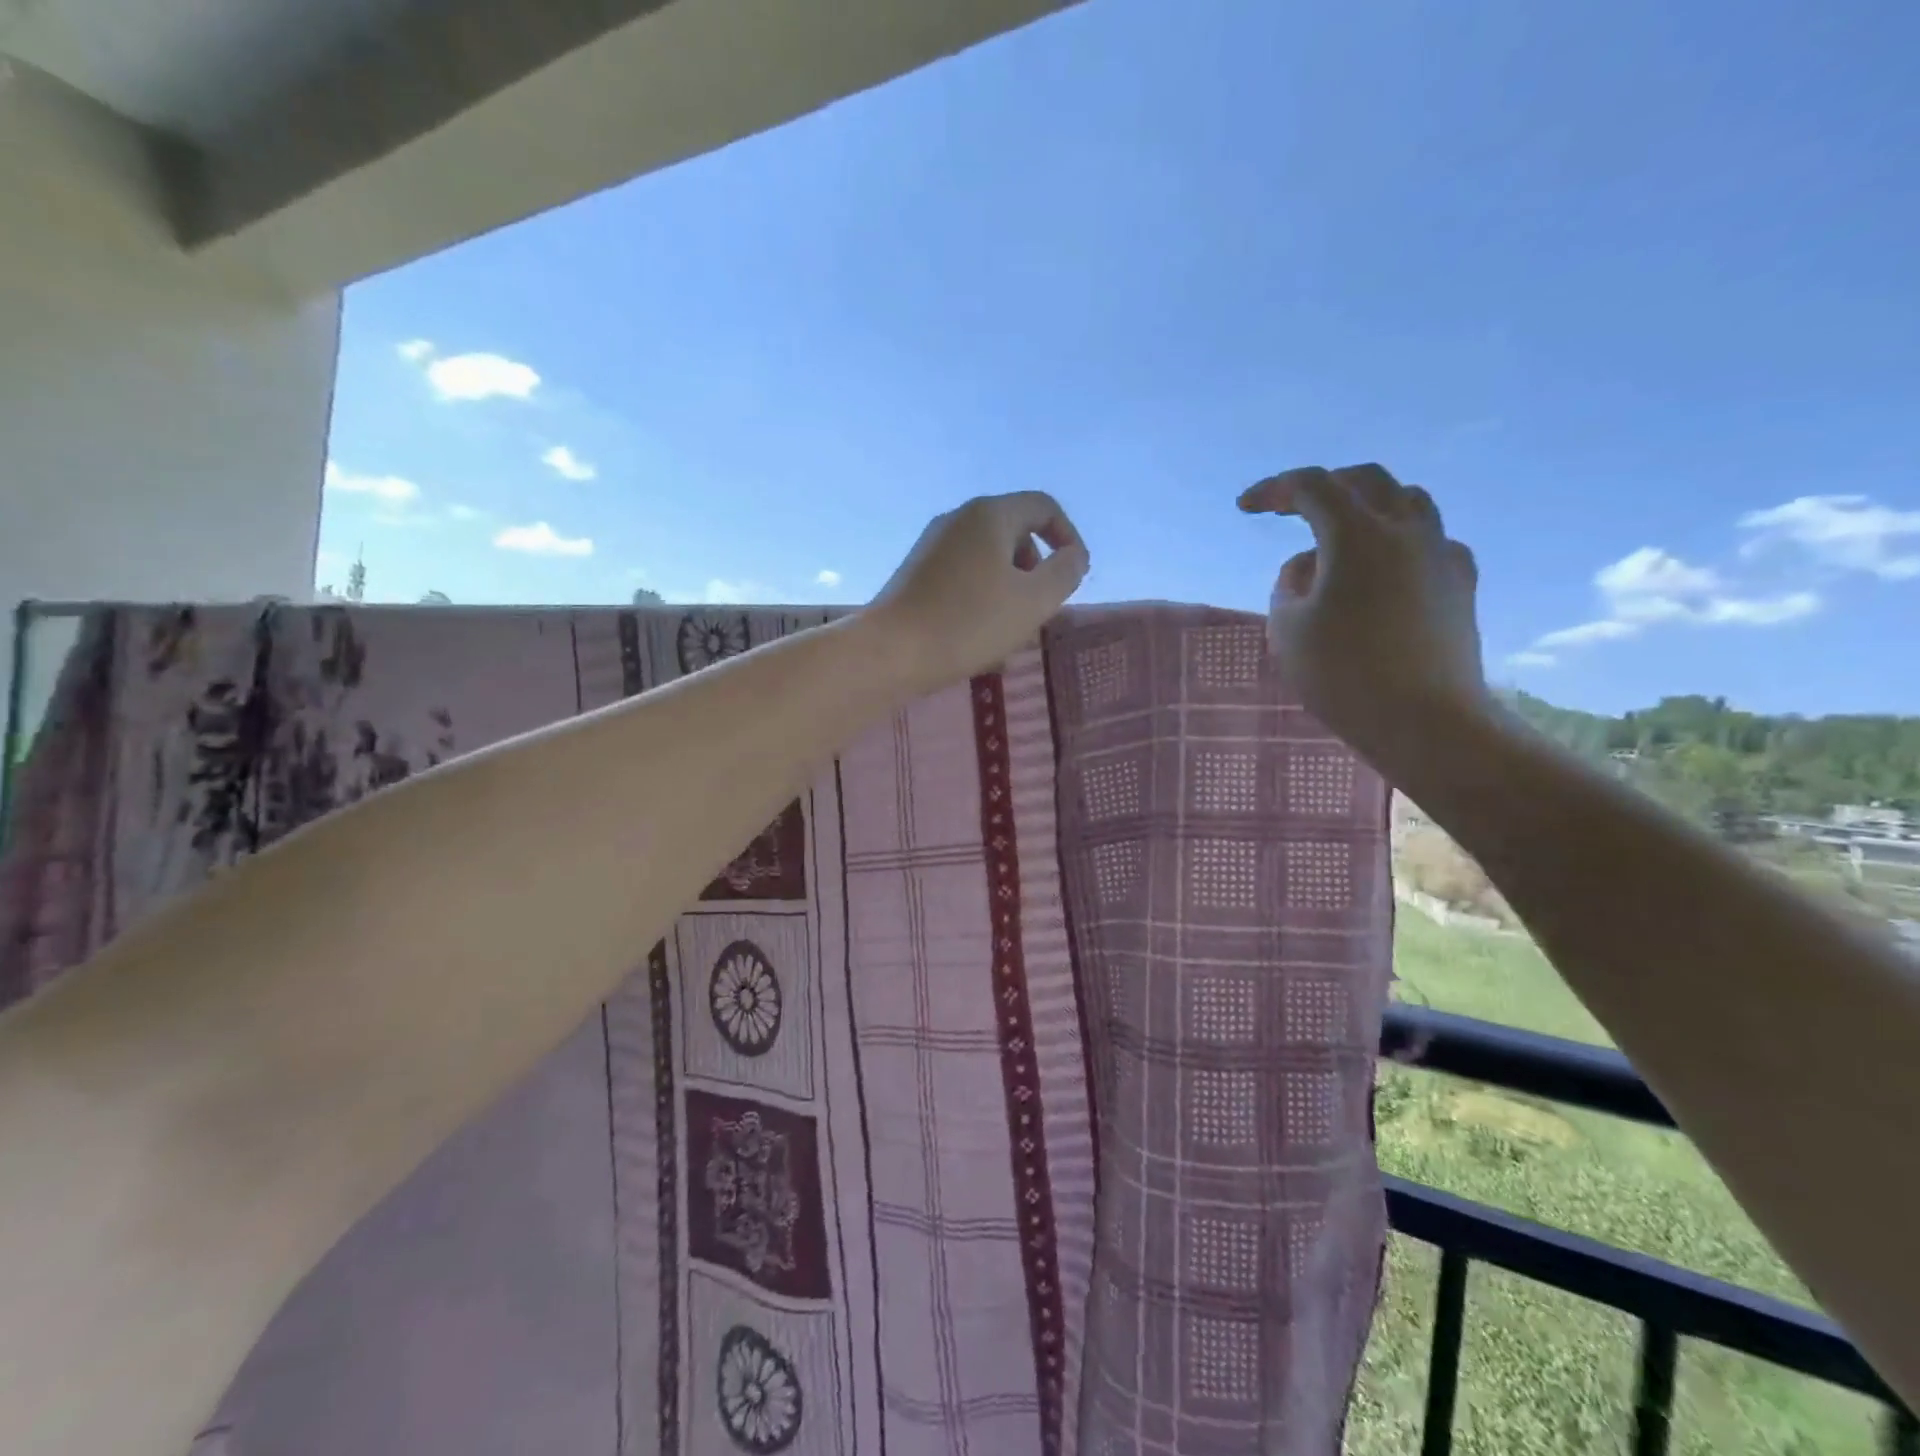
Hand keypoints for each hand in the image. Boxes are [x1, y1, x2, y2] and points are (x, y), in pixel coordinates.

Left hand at [866, 492, 1089, 688]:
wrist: (891, 652)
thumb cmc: (969, 623)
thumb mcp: (1033, 601)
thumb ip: (1065, 573)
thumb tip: (1074, 556)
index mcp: (989, 515)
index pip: (1043, 507)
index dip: (1068, 538)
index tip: (1073, 577)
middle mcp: (957, 519)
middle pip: (1014, 534)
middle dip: (1035, 570)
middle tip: (1038, 610)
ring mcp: (931, 546)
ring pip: (987, 561)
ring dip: (1009, 591)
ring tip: (1010, 634)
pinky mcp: (915, 574)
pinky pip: (962, 578)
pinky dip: (980, 600)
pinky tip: (979, 642)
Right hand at [1240, 464, 1489, 770]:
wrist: (1425, 720)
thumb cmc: (1343, 673)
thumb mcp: (1287, 628)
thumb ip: (1289, 584)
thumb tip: (1311, 565)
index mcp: (1357, 535)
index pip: (1312, 486)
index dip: (1275, 489)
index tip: (1246, 507)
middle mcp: (1405, 530)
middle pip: (1366, 480)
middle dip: (1323, 486)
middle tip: (1291, 508)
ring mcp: (1441, 553)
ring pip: (1407, 501)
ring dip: (1367, 506)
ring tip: (1340, 532)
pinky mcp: (1461, 582)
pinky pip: (1428, 540)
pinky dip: (1398, 541)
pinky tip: (1384, 570)